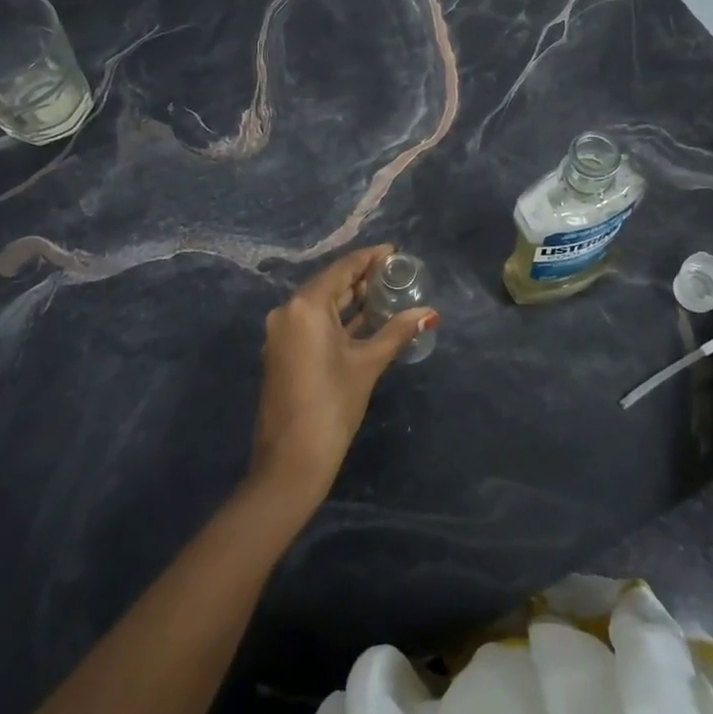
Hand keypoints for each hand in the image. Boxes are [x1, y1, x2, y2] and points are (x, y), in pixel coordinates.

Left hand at [248, 245, 436, 508]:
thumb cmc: (332, 404)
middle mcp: (288, 312)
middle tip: (396, 273)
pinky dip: (339, 318)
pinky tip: (366, 320)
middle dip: (362, 278)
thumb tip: (429, 312)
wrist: (291, 461)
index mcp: (305, 306)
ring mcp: (282, 333)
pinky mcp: (284, 352)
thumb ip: (397, 332)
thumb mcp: (368, 364)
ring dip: (351, 299)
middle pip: (330, 283)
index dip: (370, 258)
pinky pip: (314, 322)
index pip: (342, 269)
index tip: (395, 252)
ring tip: (386, 293)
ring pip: (322, 304)